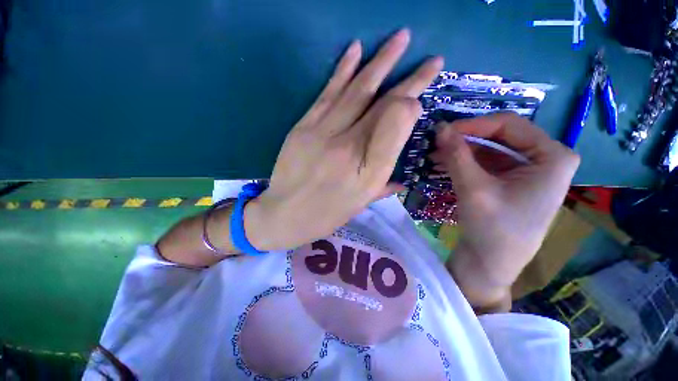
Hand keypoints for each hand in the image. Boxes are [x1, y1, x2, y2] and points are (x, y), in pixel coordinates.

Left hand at [245, 30, 443, 250]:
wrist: (284, 214)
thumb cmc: (327, 213)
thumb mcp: (362, 202)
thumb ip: (385, 178)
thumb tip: (400, 166)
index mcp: (366, 172)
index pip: (394, 129)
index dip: (411, 107)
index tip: (422, 95)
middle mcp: (348, 147)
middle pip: (382, 106)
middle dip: (409, 80)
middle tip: (432, 59)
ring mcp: (322, 133)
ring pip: (356, 91)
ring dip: (380, 62)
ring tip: (400, 38)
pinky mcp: (303, 127)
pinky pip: (327, 93)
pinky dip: (343, 69)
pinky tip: (356, 49)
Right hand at [429, 113, 579, 309]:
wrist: (492, 263)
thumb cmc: (493, 228)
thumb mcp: (473, 188)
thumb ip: (456, 154)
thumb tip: (439, 127)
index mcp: (552, 156)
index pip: (509, 125)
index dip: (473, 125)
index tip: (443, 131)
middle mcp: (545, 158)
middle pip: (499, 137)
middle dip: (465, 139)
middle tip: (436, 143)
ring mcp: (529, 170)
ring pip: (490, 150)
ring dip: (461, 152)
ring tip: (434, 155)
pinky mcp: (512, 181)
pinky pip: (487, 163)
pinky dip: (464, 163)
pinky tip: (443, 164)